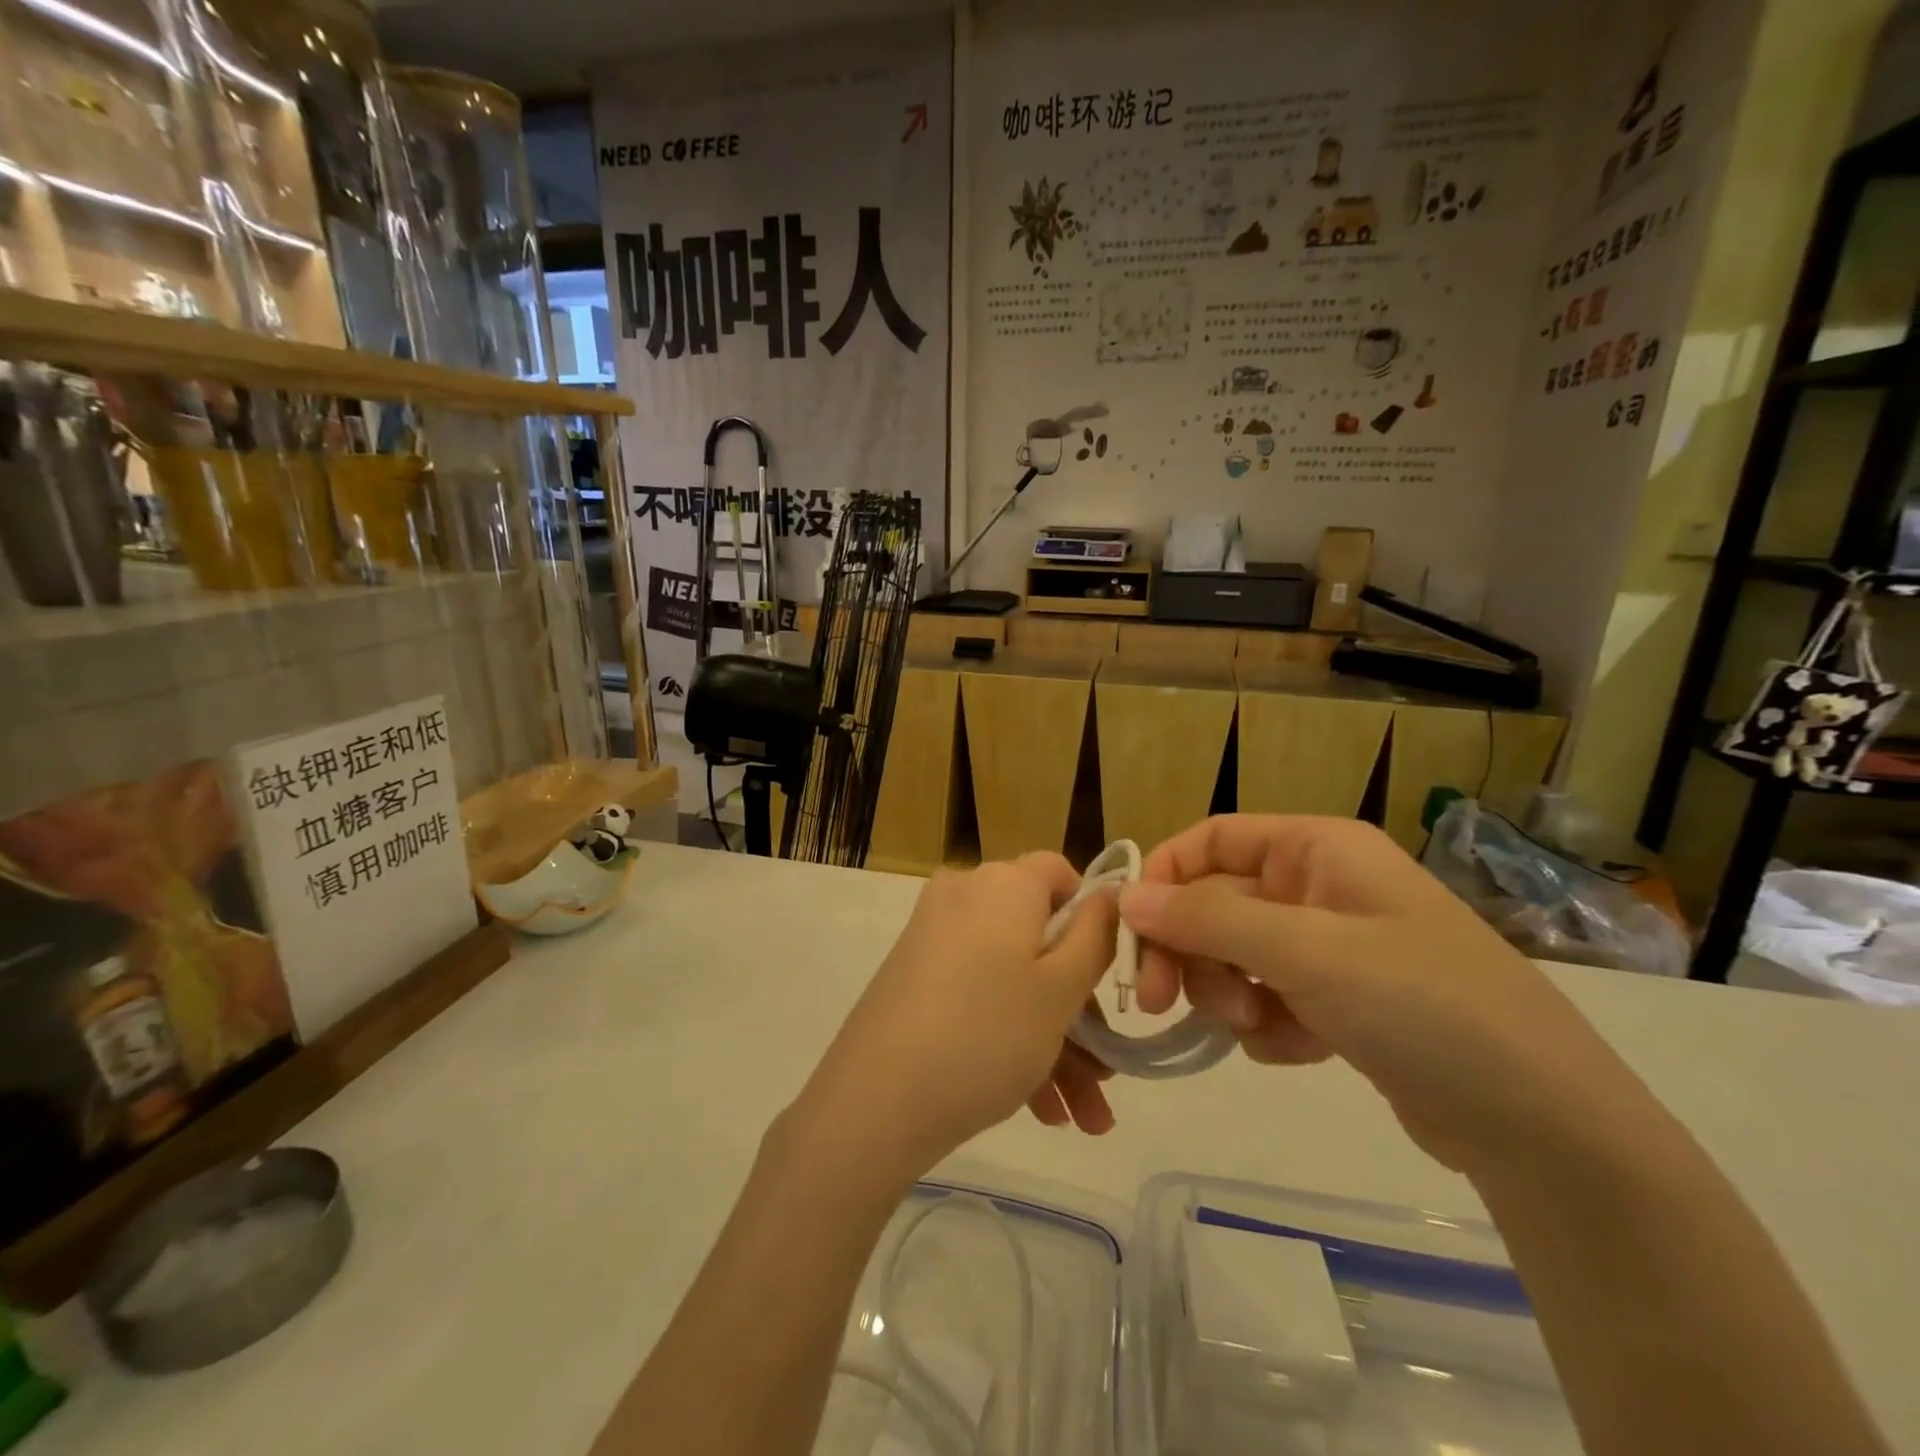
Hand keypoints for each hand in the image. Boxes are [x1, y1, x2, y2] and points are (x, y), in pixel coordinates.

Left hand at [795, 854, 1119, 1187]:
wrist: (875, 1100)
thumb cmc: (987, 1033)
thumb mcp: (1061, 989)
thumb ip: (1095, 937)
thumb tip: (1108, 895)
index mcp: (1004, 883)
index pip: (1060, 873)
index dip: (1092, 919)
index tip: (1107, 977)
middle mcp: (965, 896)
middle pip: (1039, 938)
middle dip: (1079, 1012)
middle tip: (1105, 1077)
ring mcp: (934, 937)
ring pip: (1012, 978)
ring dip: (1054, 1043)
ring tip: (1082, 1119)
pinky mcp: (914, 976)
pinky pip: (978, 994)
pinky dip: (1010, 1038)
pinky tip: (1040, 1109)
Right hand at [1120, 816, 1645, 1171]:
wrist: (1543, 1124)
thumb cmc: (1422, 1004)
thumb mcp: (1306, 952)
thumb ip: (1207, 920)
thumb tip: (1125, 897)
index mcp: (1317, 848)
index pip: (1212, 839)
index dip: (1165, 876)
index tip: (1130, 929)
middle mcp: (1319, 886)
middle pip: (1215, 903)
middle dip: (1190, 951)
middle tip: (1158, 1001)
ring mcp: (1330, 946)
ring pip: (1234, 955)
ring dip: (1226, 992)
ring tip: (1254, 1027)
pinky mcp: (1339, 1002)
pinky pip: (1267, 998)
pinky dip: (1265, 1024)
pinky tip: (1295, 1049)